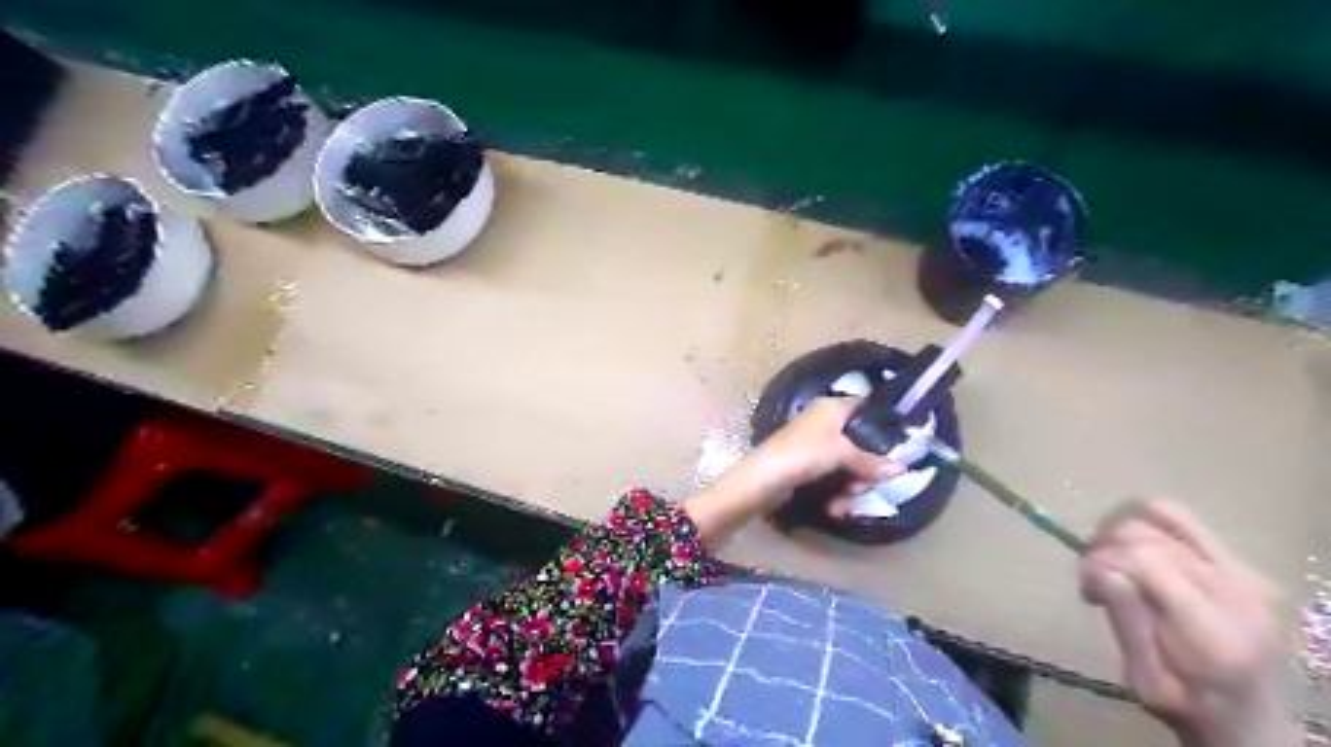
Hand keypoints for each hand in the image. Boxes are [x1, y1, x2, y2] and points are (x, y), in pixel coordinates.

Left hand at [754, 398, 898, 500]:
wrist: (763, 479)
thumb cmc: (804, 453)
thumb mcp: (843, 454)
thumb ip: (872, 462)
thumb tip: (902, 468)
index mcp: (832, 407)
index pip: (866, 407)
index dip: (884, 424)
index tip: (900, 447)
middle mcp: (825, 423)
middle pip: (861, 445)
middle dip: (864, 472)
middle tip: (862, 486)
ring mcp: (816, 447)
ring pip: (848, 467)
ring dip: (850, 489)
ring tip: (842, 502)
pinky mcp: (808, 468)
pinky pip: (833, 480)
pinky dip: (835, 495)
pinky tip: (833, 509)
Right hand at [1081, 502, 1291, 745]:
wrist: (1246, 712)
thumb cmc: (1185, 703)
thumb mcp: (1145, 682)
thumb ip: (1127, 626)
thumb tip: (1102, 573)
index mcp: (1212, 629)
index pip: (1144, 560)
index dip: (1101, 562)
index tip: (1085, 588)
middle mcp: (1233, 591)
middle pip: (1145, 535)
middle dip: (1103, 549)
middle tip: (1092, 581)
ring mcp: (1241, 572)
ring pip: (1158, 516)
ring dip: (1119, 531)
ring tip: (1108, 560)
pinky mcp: (1237, 562)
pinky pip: (1180, 518)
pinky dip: (1144, 520)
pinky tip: (1128, 545)